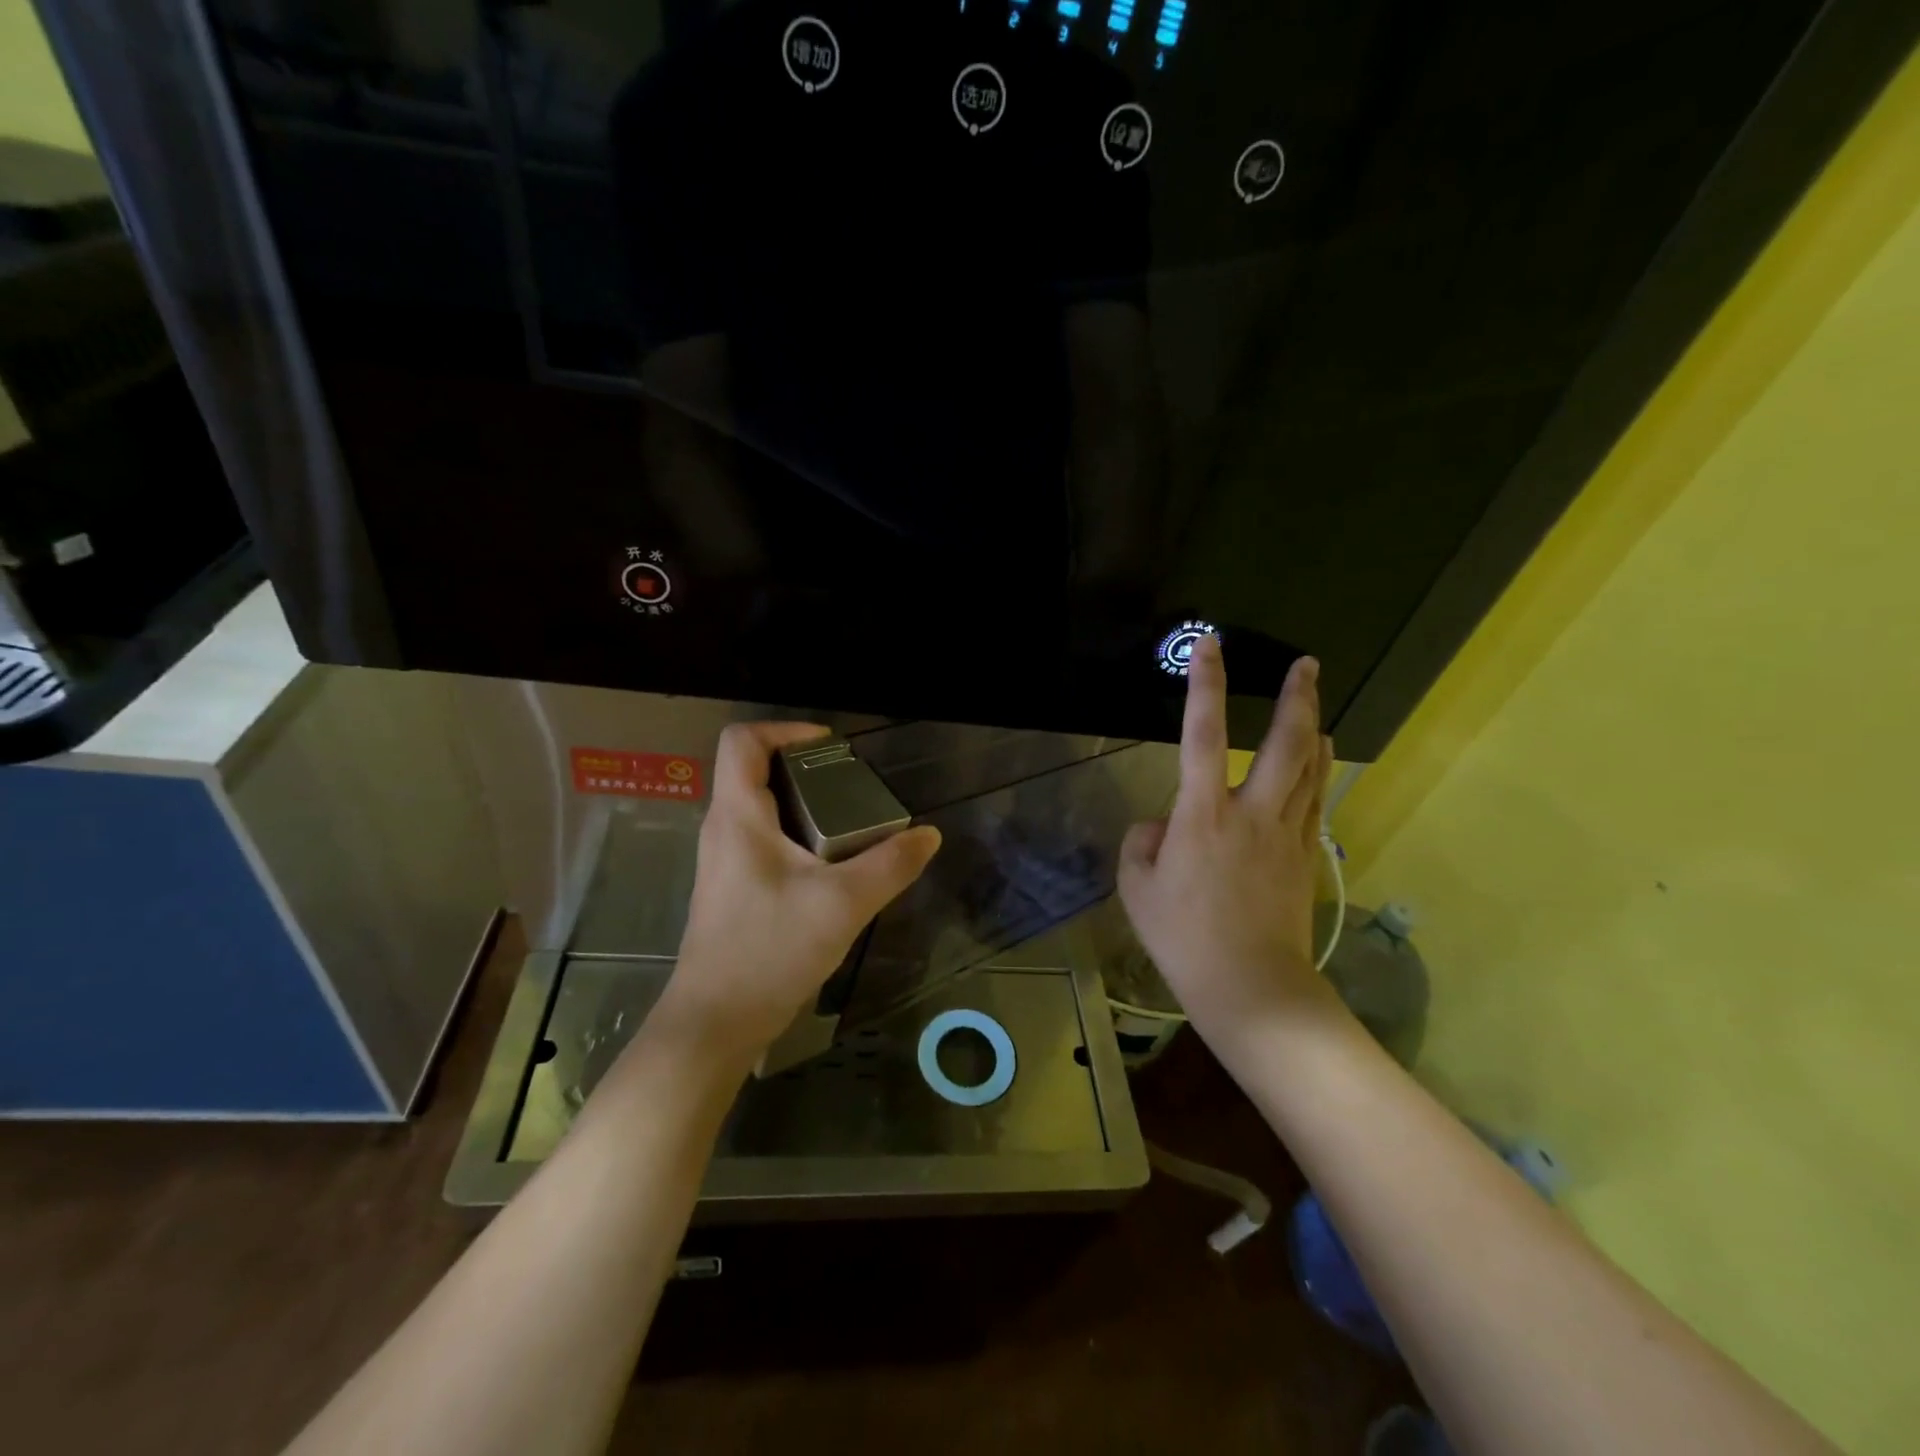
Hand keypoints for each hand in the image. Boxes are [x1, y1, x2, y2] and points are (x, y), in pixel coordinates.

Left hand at [651, 723, 941, 1067]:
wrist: (716, 1023)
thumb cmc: (770, 950)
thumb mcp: (842, 904)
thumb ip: (891, 865)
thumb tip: (928, 835)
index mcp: (738, 817)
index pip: (741, 741)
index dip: (785, 729)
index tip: (831, 745)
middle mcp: (723, 830)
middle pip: (754, 771)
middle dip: (805, 768)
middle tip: (853, 786)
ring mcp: (724, 862)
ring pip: (761, 809)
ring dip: (804, 804)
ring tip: (850, 823)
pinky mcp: (732, 889)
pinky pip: (763, 841)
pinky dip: (797, 835)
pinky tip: (831, 867)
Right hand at [1117, 635, 1338, 1050]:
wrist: (1250, 986)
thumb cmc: (1183, 938)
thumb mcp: (1137, 889)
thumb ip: (1142, 844)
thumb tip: (1161, 826)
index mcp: (1202, 816)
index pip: (1203, 735)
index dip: (1205, 686)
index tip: (1209, 646)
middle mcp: (1252, 813)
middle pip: (1286, 743)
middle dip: (1296, 698)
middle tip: (1306, 664)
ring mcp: (1287, 834)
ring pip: (1311, 768)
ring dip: (1313, 728)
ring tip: (1314, 703)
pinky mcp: (1305, 856)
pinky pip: (1316, 800)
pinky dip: (1319, 771)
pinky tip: (1320, 761)